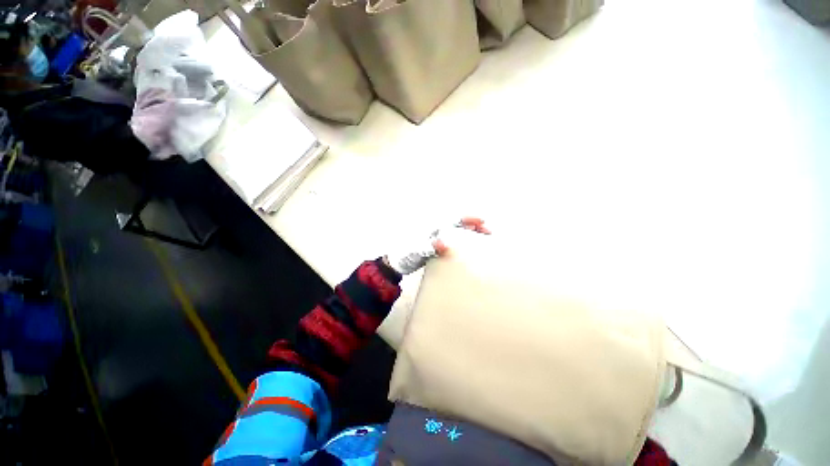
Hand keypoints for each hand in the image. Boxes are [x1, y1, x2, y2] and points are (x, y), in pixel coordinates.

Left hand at [384, 217, 490, 275]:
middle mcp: (435, 229)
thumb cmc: (404, 255)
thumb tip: (443, 244)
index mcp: (431, 227)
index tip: (482, 221)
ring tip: (483, 235)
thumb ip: (428, 246)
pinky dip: (464, 239)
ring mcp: (436, 237)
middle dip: (474, 224)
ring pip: (457, 230)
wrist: (397, 264)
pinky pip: (454, 239)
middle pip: (458, 223)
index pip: (452, 219)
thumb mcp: (415, 251)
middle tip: (488, 231)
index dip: (467, 218)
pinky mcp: (437, 246)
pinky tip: (470, 245)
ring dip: (470, 231)